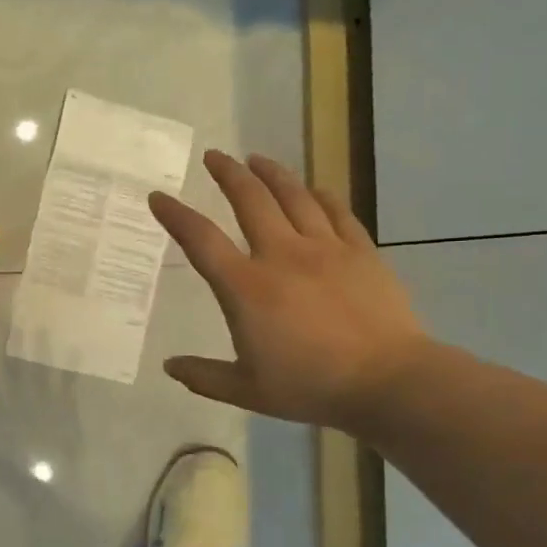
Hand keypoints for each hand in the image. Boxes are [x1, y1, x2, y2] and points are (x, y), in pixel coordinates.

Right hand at [149, 151, 430, 432]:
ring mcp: (325, 249)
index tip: (158, 197)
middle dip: (227, 174)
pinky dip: (321, 196)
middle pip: (249, 200)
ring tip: (256, 159)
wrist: (387, 381)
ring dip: (271, 173)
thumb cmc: (310, 386)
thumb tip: (170, 366)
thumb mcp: (246, 390)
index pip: (201, 241)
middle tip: (214, 156)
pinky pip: (336, 212)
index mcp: (246, 287)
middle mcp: (281, 255)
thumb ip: (204, 376)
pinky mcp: (361, 252)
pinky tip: (313, 189)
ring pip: (293, 196)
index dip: (175, 216)